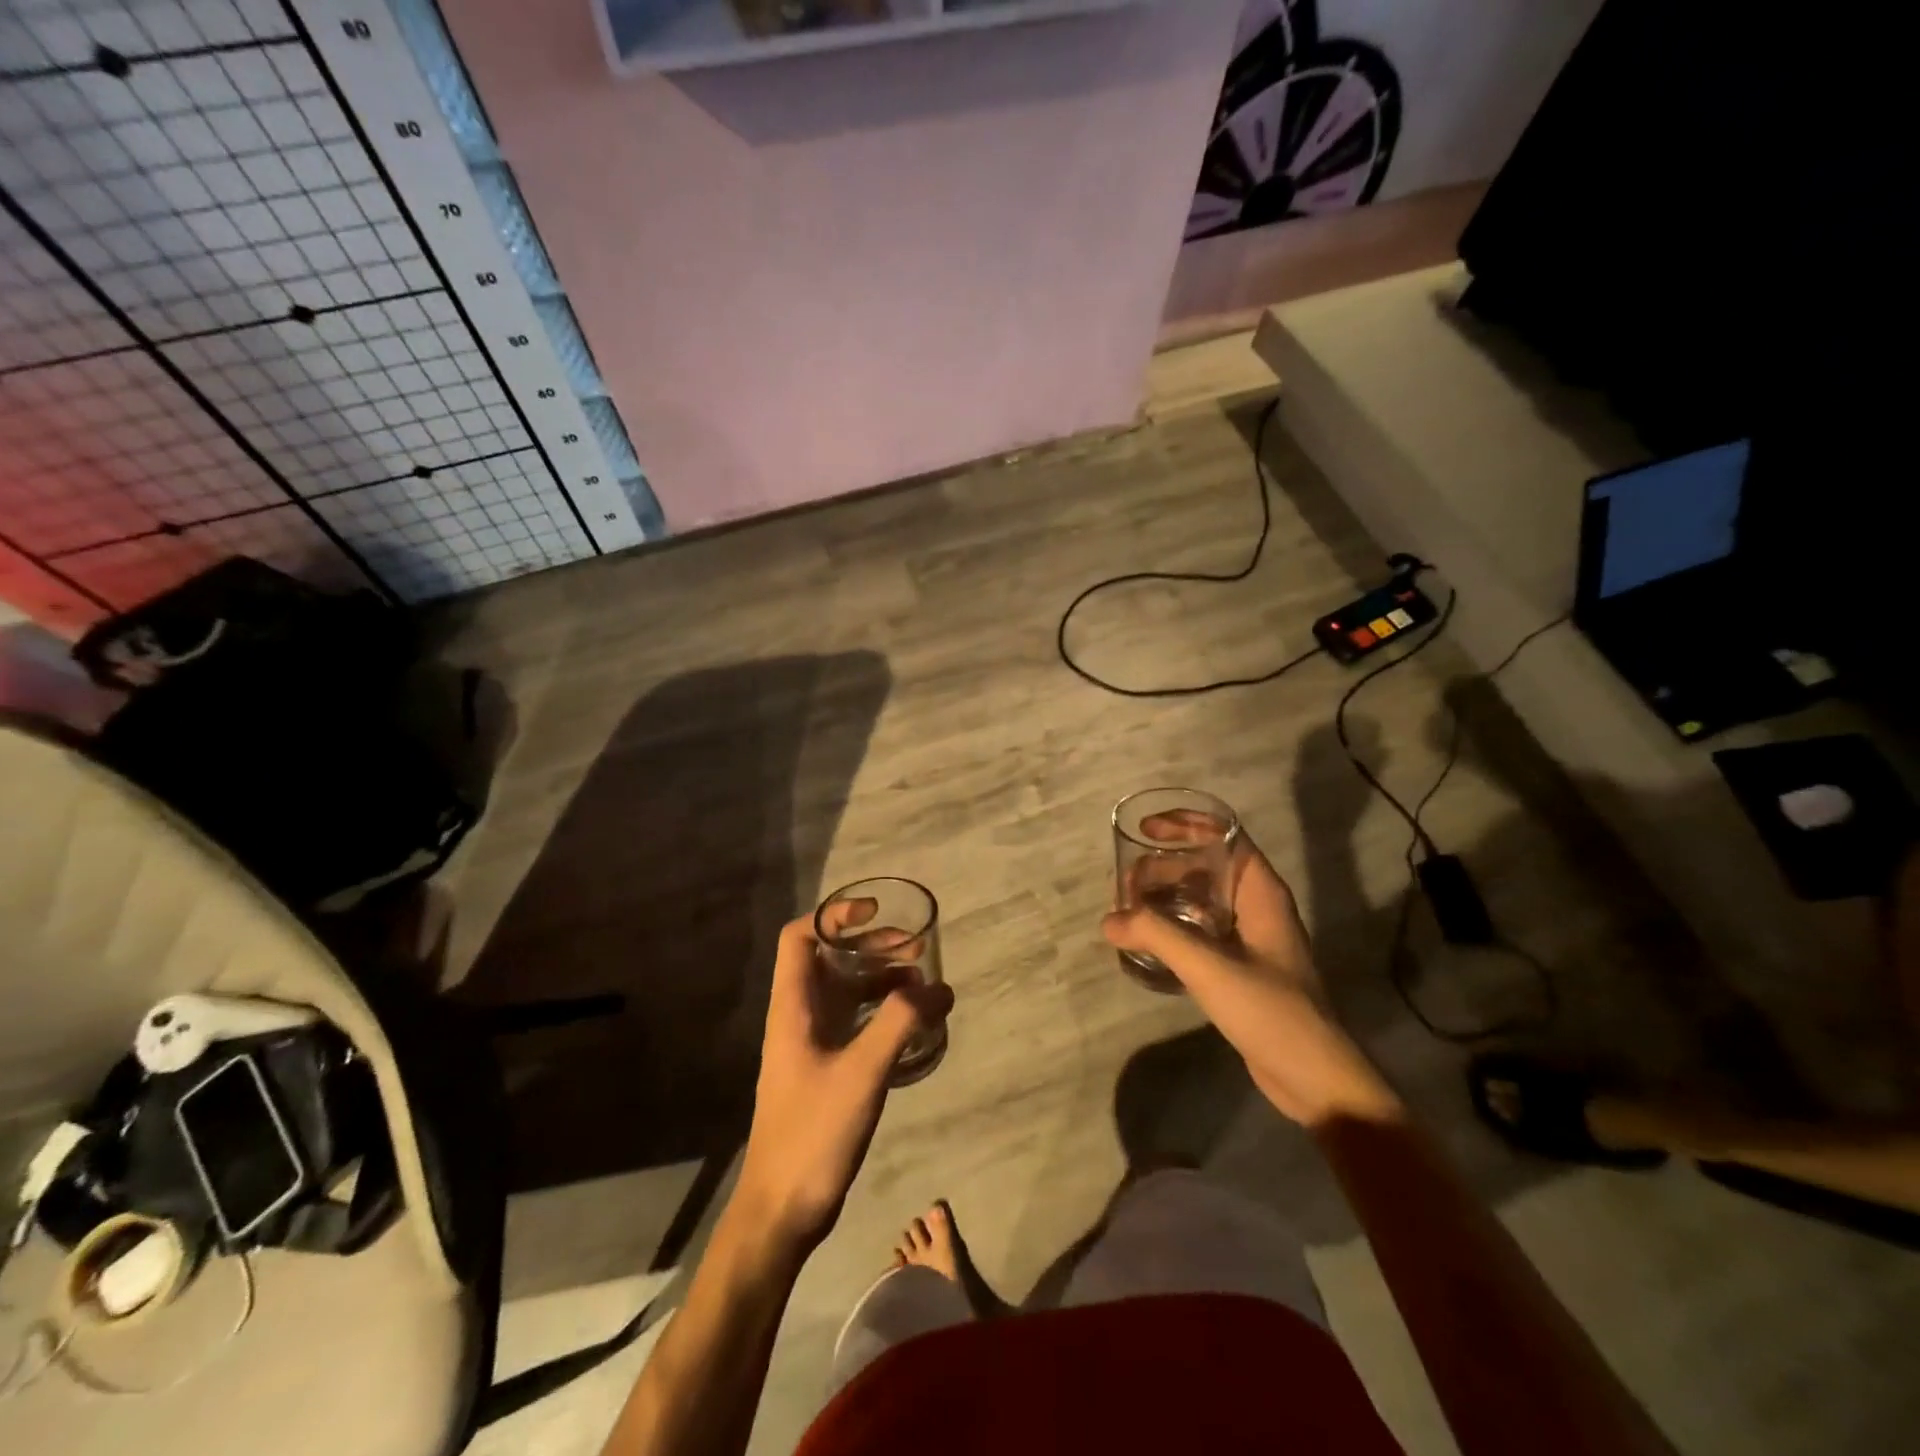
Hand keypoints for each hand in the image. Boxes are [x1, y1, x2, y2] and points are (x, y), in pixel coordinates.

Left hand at [736, 914, 953, 1253]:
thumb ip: (901, 1024)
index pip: (799, 938)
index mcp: (793, 1007)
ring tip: (923, 982)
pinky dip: (882, 1013)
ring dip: (881, 980)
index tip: (874, 912)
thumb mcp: (862, 1072)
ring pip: (845, 992)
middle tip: (915, 948)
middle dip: (871, 946)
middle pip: (829, 960)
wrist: (782, 1210)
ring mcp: (812, 1045)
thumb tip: (940, 988)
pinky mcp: (826, 1070)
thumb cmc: (813, 1133)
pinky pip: (855, 1023)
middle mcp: (799, 1017)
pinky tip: (913, 1023)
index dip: (833, 916)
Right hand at [1104, 833, 1398, 1127]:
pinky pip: (1201, 929)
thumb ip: (1157, 936)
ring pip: (1202, 898)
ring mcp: (1251, 938)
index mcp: (1261, 892)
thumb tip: (1109, 919)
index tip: (1147, 828)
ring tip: (1129, 907)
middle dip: (1165, 865)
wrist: (1312, 1076)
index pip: (1226, 836)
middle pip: (1207, 866)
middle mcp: (1257, 906)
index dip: (1187, 824)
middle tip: (1126, 881)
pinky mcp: (1241, 966)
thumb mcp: (1209, 966)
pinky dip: (1174, 924)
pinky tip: (1149, 940)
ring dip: (1166, 895)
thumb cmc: (1270, 1009)